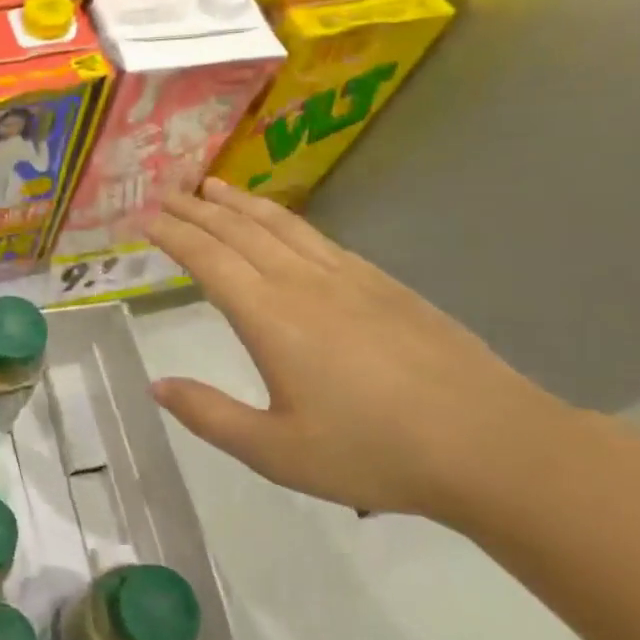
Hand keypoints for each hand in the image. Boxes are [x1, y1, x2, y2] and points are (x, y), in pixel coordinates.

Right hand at [145, 180, 591, 523]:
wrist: (494, 445)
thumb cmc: (374, 452)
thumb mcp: (276, 451)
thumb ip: (209, 416)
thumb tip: (157, 386)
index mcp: (270, 317)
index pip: (208, 259)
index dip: (174, 236)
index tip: (145, 219)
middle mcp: (304, 284)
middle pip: (240, 231)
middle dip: (198, 209)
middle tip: (167, 193)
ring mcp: (350, 279)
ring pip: (282, 226)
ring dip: (241, 203)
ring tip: (214, 187)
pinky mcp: (385, 285)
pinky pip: (320, 238)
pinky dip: (286, 220)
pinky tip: (284, 224)